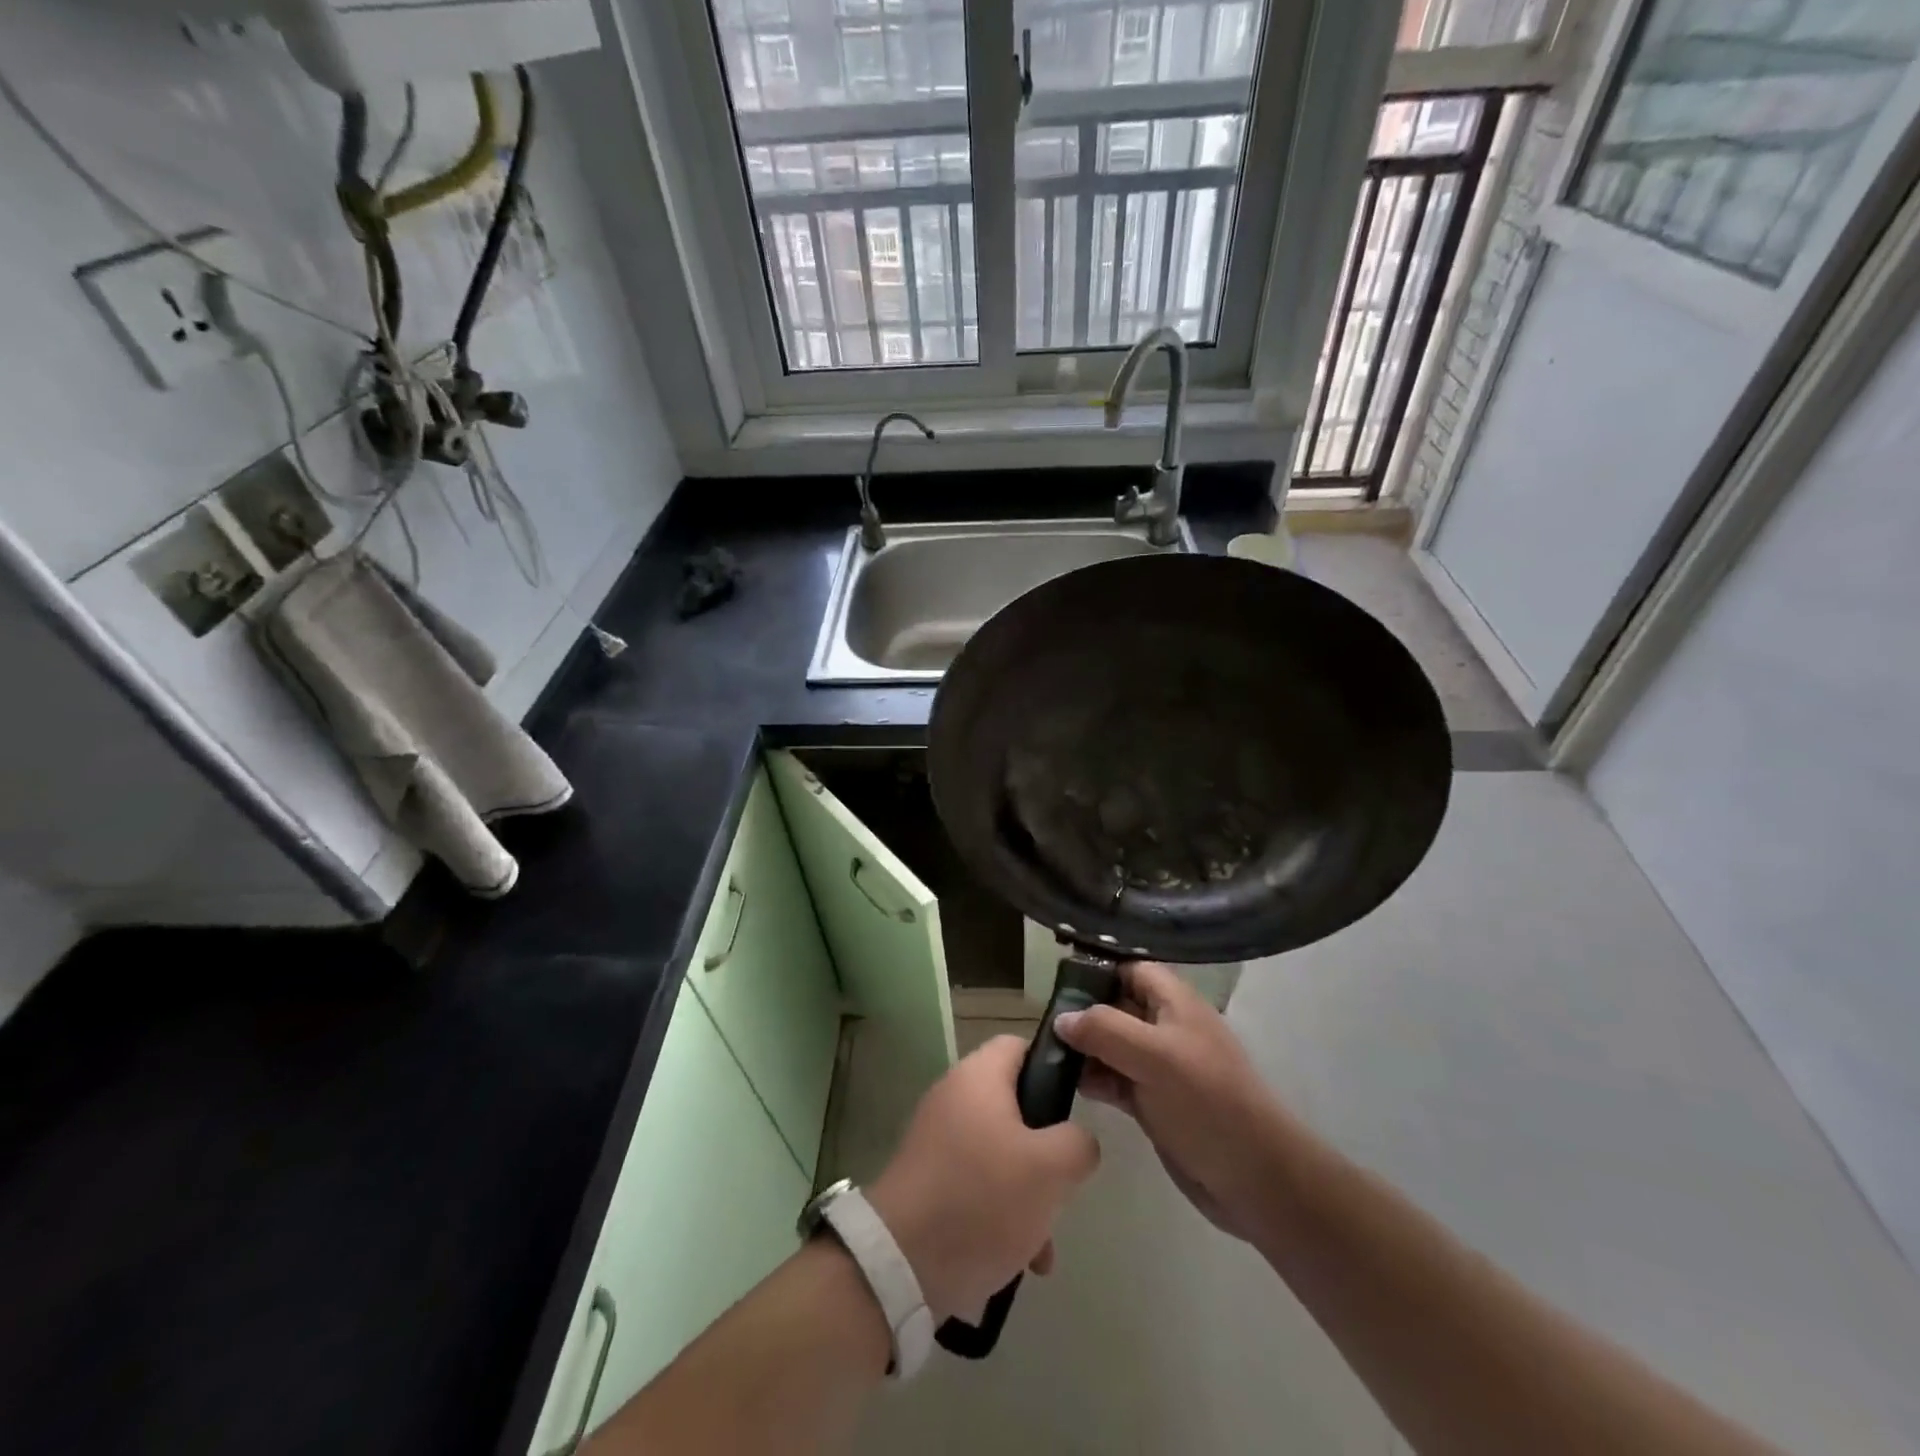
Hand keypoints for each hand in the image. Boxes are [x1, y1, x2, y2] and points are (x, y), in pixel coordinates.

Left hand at [867, 1036, 1100, 1322]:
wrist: (900, 1264)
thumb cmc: (981, 1198)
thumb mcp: (1050, 1169)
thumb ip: (1077, 1143)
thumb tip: (1077, 1140)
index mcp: (978, 1077)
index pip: (1020, 1045)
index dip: (1052, 1066)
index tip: (1077, 1104)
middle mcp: (954, 1098)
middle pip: (1016, 1107)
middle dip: (1046, 1151)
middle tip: (1063, 1184)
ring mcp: (937, 1141)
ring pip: (1000, 1154)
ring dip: (1028, 1195)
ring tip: (1043, 1246)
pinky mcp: (928, 1181)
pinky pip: (976, 1186)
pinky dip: (1000, 1215)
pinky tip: (1017, 1261)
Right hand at [1054, 962, 1287, 1241]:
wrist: (1255, 1179)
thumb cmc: (1207, 1103)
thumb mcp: (1155, 1057)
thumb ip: (1105, 1030)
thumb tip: (1062, 1018)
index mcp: (1176, 1003)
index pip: (1131, 970)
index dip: (1098, 971)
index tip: (1058, 983)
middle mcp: (1167, 1028)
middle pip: (1117, 1006)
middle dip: (1083, 1012)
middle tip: (1042, 1023)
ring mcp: (1161, 1067)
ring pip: (1113, 1044)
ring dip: (1083, 1048)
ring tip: (1046, 1055)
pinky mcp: (1154, 1102)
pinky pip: (1116, 1079)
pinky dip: (1093, 1079)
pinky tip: (1066, 1085)